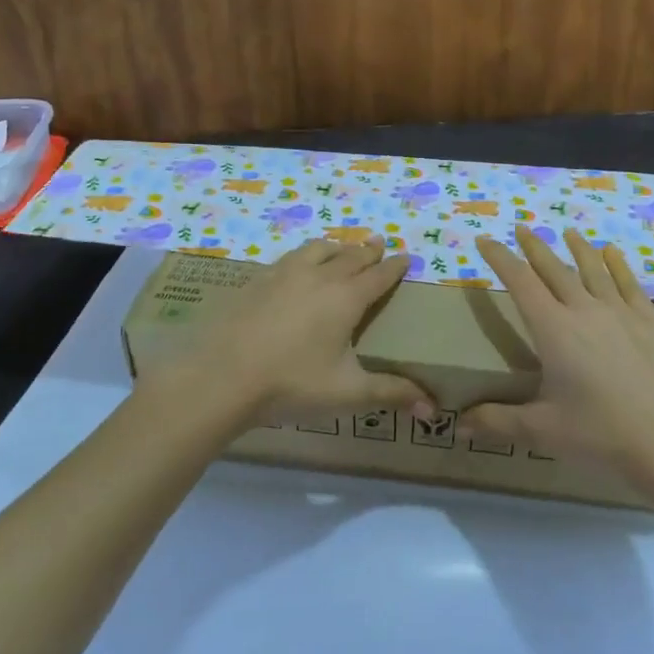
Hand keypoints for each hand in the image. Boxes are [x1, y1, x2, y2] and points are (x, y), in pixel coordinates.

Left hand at [165, 237, 431, 432]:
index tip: (406, 256)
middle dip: (368, 250)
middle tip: (378, 243)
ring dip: (335, 247)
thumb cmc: (291, 383)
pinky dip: (303, 256)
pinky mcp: (255, 280)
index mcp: (346, 298)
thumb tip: (432, 409)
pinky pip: (288, 258)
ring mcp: (283, 274)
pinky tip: (295, 267)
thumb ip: (391, 394)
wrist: (220, 377)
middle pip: (350, 256)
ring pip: (317, 249)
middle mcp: (318, 276)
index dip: (395, 266)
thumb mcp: (347, 392)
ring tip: (340, 248)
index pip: (379, 275)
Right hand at [465, 226, 653, 484]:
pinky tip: (613, 254)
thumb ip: (497, 422)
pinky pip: (629, 284)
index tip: (485, 239)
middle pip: (554, 269)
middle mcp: (585, 310)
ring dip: (577, 248)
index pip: (520, 282)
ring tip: (568, 232)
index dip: (500, 258)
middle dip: (535, 247)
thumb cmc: (603, 435)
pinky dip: (617, 265)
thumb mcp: (543, 431)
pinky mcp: (652, 323)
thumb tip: (456, 425)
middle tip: (522, 228)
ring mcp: (622, 313)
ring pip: (593, 269)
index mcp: (554, 330)